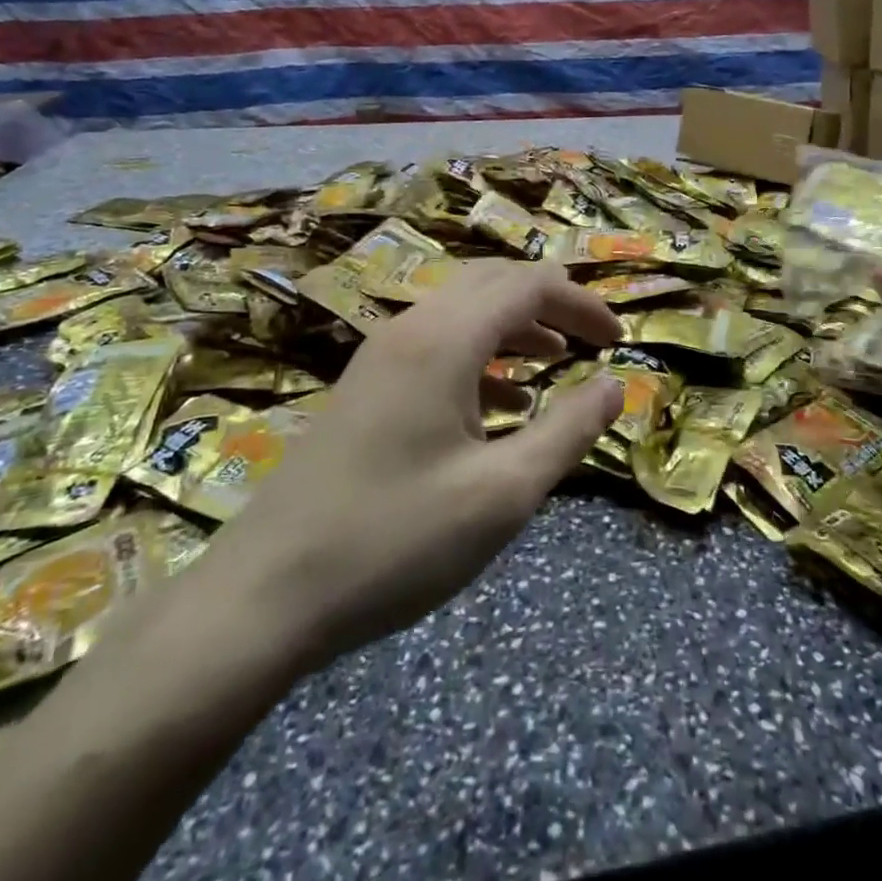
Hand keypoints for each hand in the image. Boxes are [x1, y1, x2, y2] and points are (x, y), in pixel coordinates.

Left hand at [208, 260, 623, 668]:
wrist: (262, 597)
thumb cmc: (395, 541)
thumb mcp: (503, 493)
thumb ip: (568, 430)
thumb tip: (615, 384)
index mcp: (445, 339)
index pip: (530, 285)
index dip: (582, 304)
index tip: (618, 342)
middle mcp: (411, 328)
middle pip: (494, 283)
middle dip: (550, 304)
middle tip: (591, 341)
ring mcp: (380, 356)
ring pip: (462, 311)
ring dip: (514, 326)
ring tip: (553, 362)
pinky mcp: (364, 387)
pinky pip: (435, 344)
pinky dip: (479, 356)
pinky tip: (498, 406)